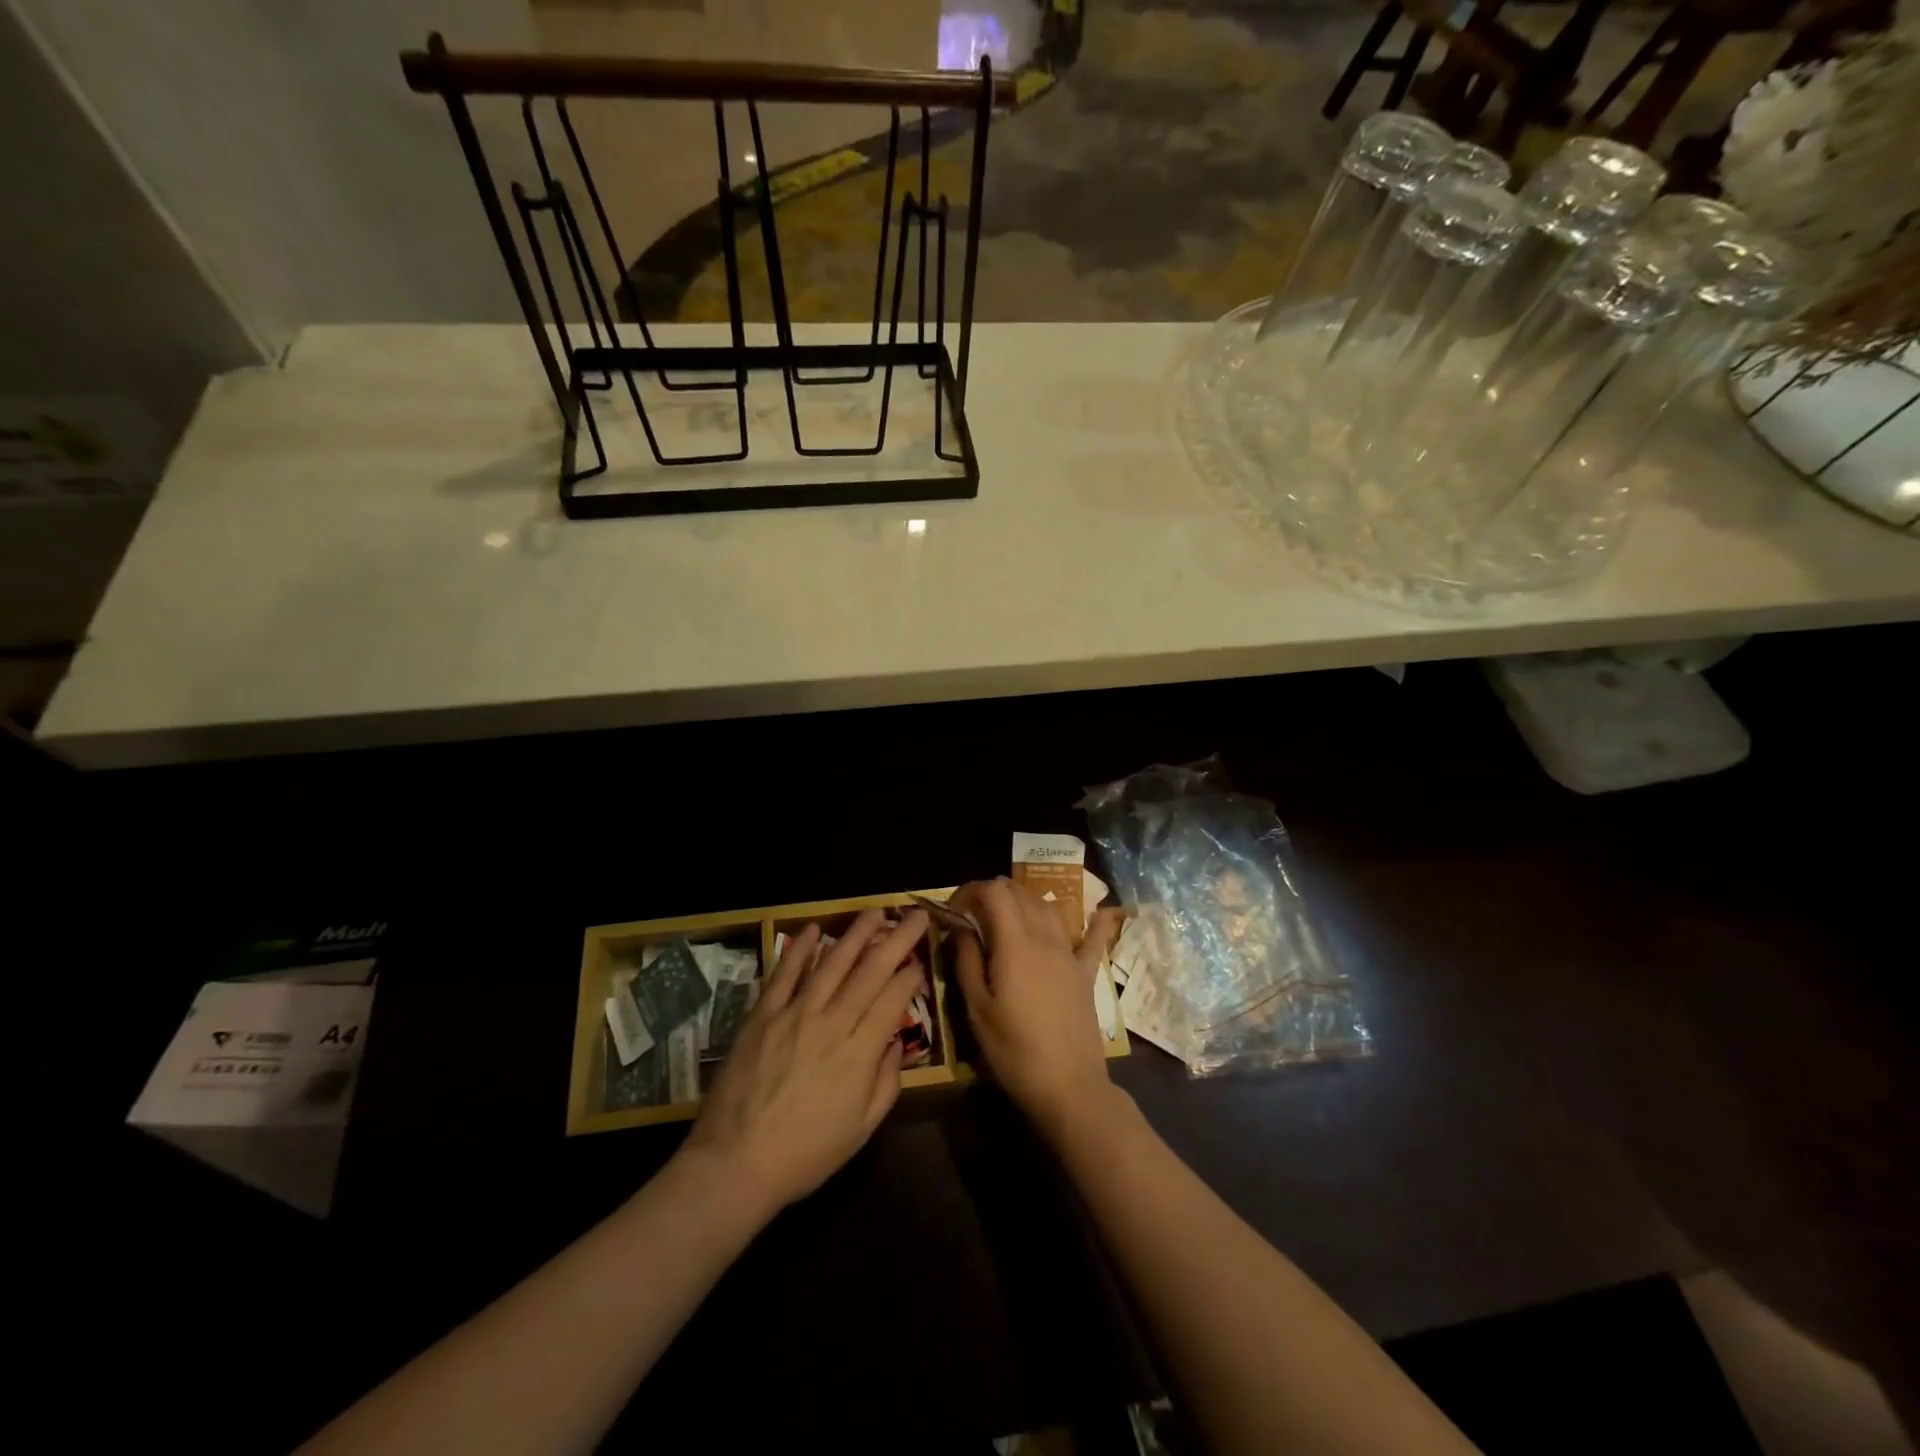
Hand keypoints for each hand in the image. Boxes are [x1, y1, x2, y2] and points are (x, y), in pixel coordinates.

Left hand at [682, 909, 927, 1216]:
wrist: (735, 1164)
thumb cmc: (806, 1154)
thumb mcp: (861, 1130)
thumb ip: (885, 1083)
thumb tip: (895, 1044)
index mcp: (859, 1053)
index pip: (893, 999)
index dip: (911, 976)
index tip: (921, 962)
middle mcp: (831, 1023)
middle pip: (870, 971)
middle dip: (897, 939)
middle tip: (915, 916)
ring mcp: (795, 1014)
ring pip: (831, 963)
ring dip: (855, 934)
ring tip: (874, 912)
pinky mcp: (763, 1015)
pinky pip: (785, 974)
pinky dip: (799, 949)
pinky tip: (813, 929)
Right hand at [950, 878, 1121, 1142]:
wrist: (1069, 1087)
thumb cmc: (1014, 1051)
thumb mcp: (977, 1009)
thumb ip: (967, 961)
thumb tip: (960, 928)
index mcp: (1015, 944)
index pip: (994, 892)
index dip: (971, 890)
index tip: (954, 909)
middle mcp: (1045, 938)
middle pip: (1020, 893)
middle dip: (993, 893)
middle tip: (973, 915)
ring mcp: (1069, 954)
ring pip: (1049, 907)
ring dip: (1025, 901)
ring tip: (1006, 915)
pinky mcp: (1086, 973)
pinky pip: (1094, 938)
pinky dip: (1096, 921)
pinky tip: (1106, 909)